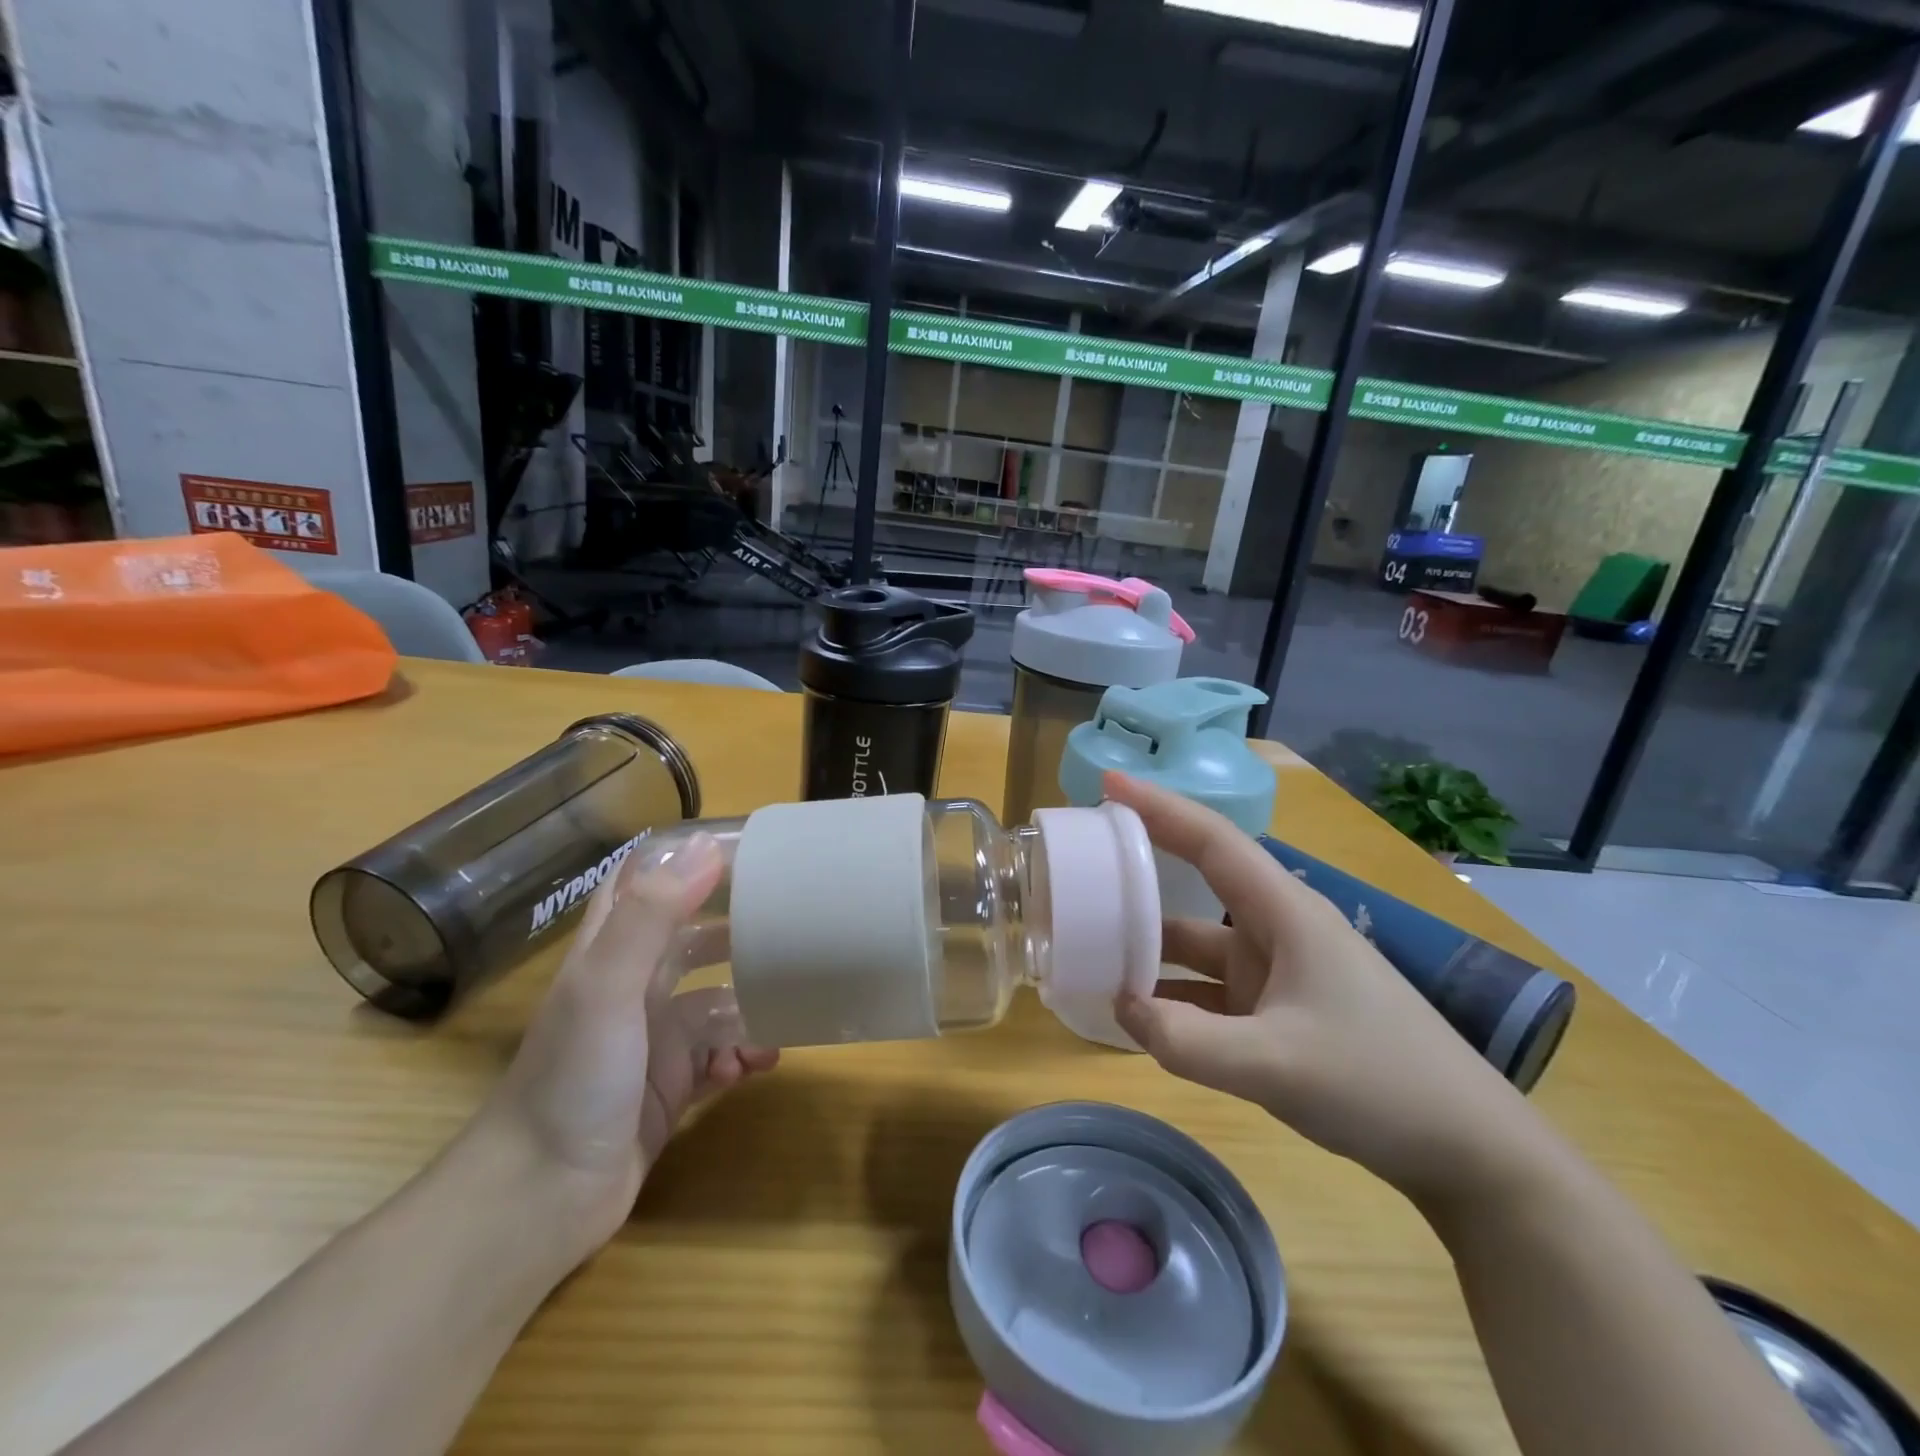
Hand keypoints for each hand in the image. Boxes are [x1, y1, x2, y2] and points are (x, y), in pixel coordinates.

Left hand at [469, 835, 777, 1264]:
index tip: (744, 849)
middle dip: (738, 928)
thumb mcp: (608, 986)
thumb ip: (652, 915)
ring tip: (789, 1002)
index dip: (684, 859)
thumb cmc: (572, 1078)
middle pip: (693, 939)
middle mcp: (634, 988)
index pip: (643, 883)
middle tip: (792, 920)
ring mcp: (654, 1040)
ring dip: (751, 1000)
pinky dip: (744, 1054)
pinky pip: (721, 1056)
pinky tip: (761, 1064)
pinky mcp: (672, 1087)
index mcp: (612, 952)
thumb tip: (706, 846)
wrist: (539, 1203)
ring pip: (715, 1000)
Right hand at [1107, 773, 1543, 1208]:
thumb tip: (1122, 1009)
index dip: (1158, 807)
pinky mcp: (1279, 1012)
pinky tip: (1135, 1013)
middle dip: (1141, 870)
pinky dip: (1172, 996)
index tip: (1107, 785)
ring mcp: (1278, 973)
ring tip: (1089, 946)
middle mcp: (1277, 930)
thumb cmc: (1381, 1083)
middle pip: (1196, 884)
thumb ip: (1187, 1040)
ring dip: (1150, 946)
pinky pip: (1210, 991)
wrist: (1469, 1153)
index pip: (1212, 840)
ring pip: (1198, 944)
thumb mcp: (1276, 1065)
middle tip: (1081, 865)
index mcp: (1286, 913)